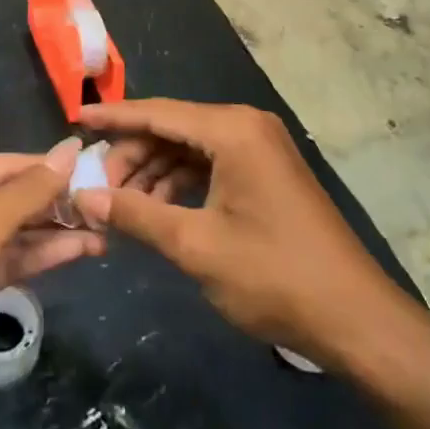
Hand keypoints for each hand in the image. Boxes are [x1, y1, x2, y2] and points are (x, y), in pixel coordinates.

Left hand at [0, 142, 103, 418]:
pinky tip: (76, 252)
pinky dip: (37, 258)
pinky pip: (5, 263)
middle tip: (104, 204)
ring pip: (11, 234)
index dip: (49, 167)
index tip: (95, 166)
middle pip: (9, 198)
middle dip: (54, 203)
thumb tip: (72, 148)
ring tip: (102, 231)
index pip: (5, 165)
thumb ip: (30, 190)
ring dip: (52, 233)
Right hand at [74, 101, 409, 372]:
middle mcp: (246, 126)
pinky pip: (211, 164)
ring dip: (154, 173)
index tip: (75, 117)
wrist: (354, 316)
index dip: (113, 117)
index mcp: (232, 130)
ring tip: (123, 207)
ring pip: (190, 148)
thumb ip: (136, 214)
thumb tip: (83, 197)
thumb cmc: (273, 275)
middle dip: (133, 155)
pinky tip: (158, 211)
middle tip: (97, 189)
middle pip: (173, 128)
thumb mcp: (195, 245)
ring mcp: (260, 148)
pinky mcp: (267, 171)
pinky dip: (181, 183)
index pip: (158, 112)